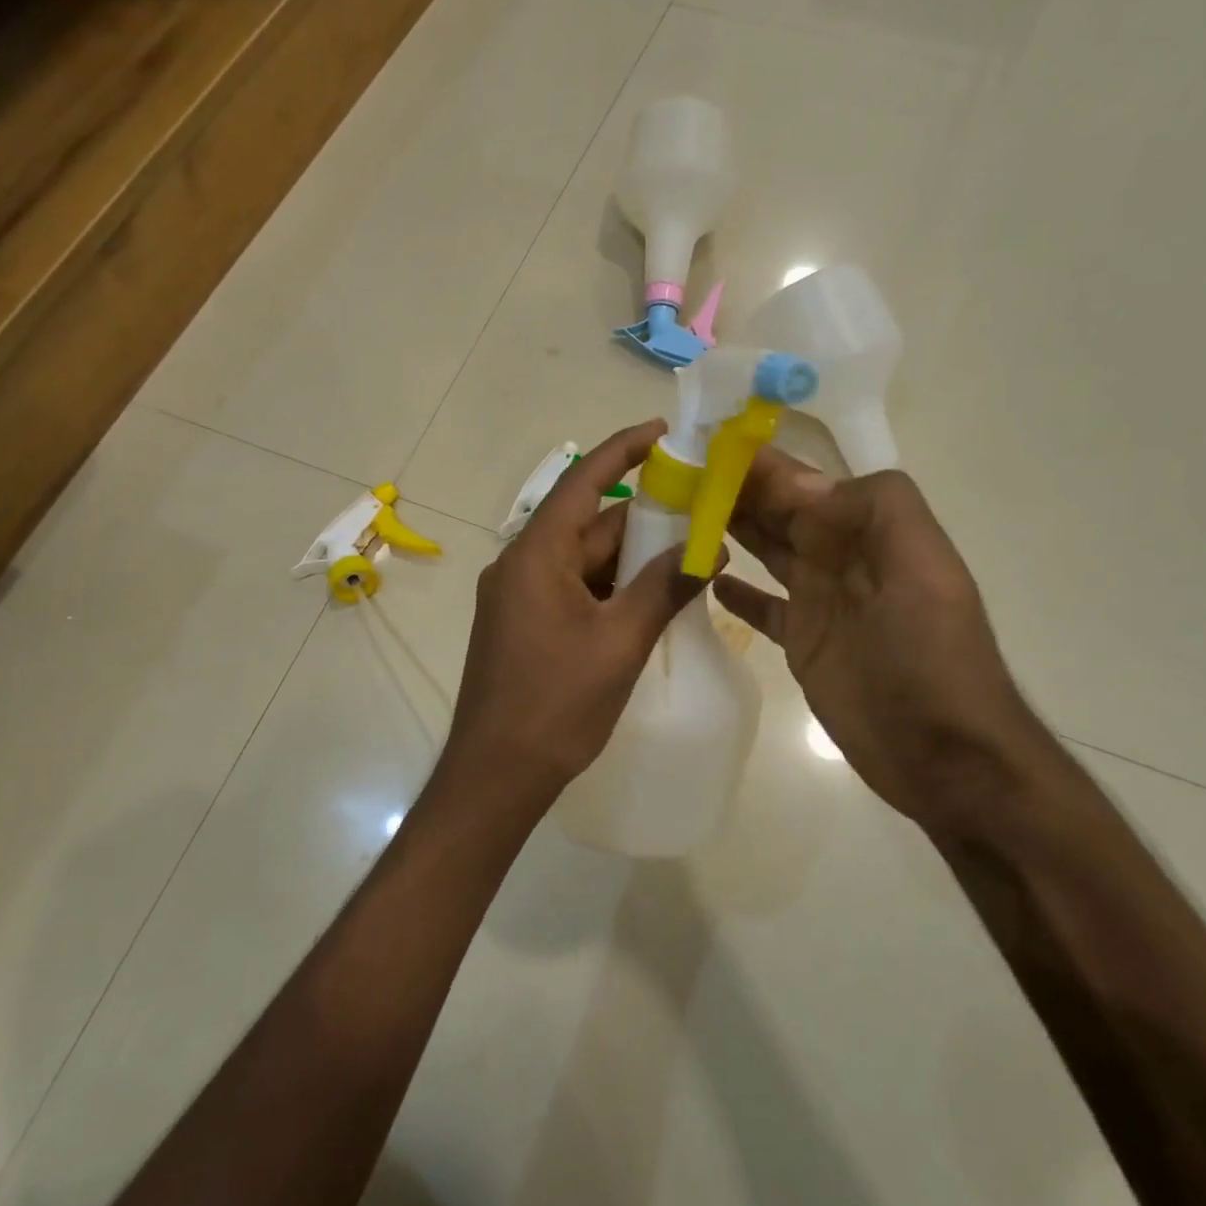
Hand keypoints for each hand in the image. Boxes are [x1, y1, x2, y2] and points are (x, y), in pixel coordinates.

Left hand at [444, 420, 710, 802]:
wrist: (497, 774)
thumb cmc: (557, 703)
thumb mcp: (620, 641)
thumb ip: (665, 587)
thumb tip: (708, 547)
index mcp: (537, 555)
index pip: (583, 481)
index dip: (624, 450)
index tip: (665, 431)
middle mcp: (521, 564)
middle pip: (588, 523)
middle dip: (644, 517)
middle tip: (700, 510)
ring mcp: (519, 596)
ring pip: (583, 559)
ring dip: (630, 557)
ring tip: (688, 554)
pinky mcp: (523, 624)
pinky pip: (573, 587)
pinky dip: (610, 586)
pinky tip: (650, 596)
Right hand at [712, 449, 1045, 828]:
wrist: (944, 754)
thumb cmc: (930, 658)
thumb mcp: (922, 571)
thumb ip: (875, 510)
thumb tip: (800, 482)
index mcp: (868, 532)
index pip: (803, 483)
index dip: (759, 463)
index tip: (704, 446)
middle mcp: (841, 557)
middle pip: (779, 512)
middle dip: (733, 491)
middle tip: (676, 479)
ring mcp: (820, 601)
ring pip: (767, 551)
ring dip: (729, 529)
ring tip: (680, 516)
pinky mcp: (803, 643)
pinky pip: (764, 607)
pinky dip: (739, 592)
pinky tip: (708, 578)